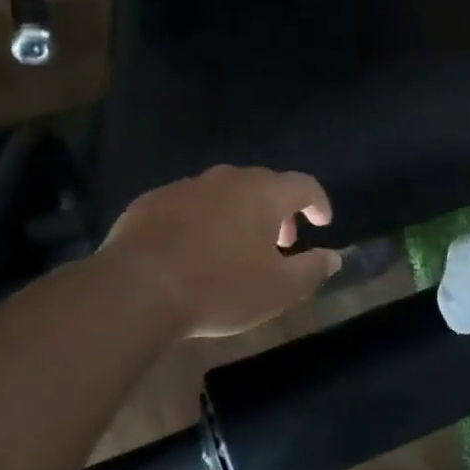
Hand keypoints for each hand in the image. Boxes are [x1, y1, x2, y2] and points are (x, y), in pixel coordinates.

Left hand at [100, 166, 342, 337]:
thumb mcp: (278, 290)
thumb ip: (312, 270)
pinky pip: (189, 205)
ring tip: (236, 248)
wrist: (136, 290)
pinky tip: (193, 249)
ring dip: (239, 214)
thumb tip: (334, 257)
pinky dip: (202, 220)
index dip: (318, 201)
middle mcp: (226, 179)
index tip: (322, 222)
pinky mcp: (151, 202)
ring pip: (224, 193)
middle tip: (280, 242)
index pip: (303, 184)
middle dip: (278, 211)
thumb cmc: (219, 287)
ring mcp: (185, 187)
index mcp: (262, 194)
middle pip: (263, 185)